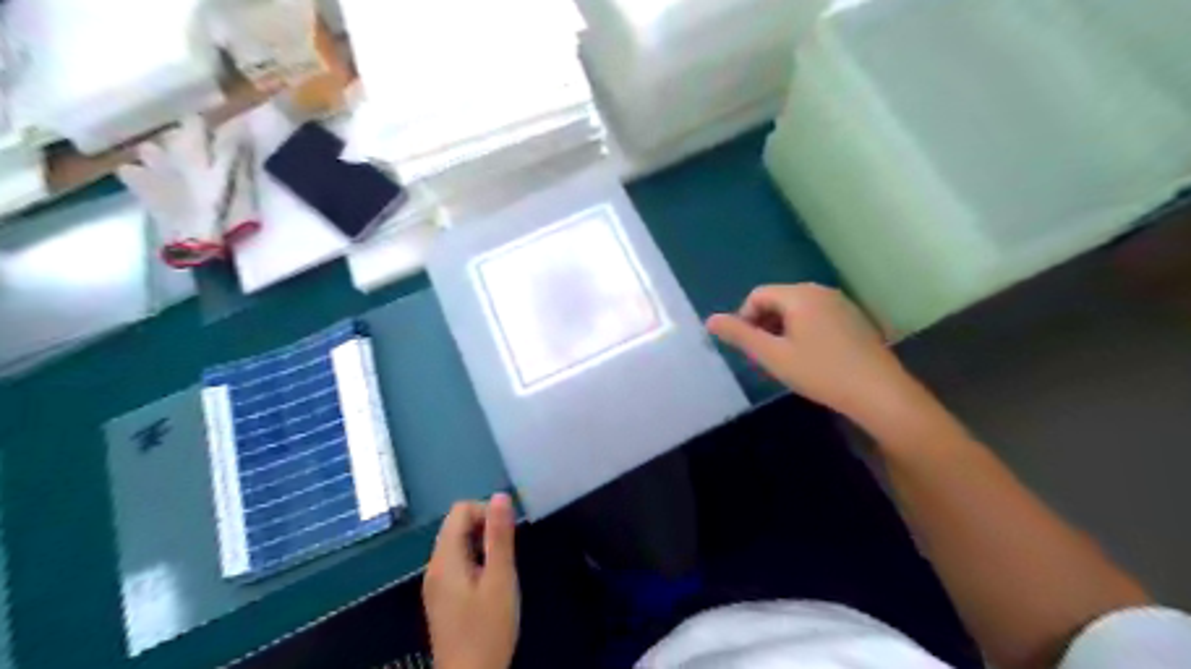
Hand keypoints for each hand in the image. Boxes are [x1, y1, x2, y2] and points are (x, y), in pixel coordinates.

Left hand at [427, 495, 521, 667]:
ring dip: (482, 545)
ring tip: (501, 569)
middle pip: (456, 525)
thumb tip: (500, 495)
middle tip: (507, 553)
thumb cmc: (487, 629)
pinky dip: (475, 561)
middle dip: (485, 528)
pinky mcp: (442, 597)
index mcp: (445, 559)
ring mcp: (435, 583)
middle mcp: (434, 566)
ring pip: (458, 544)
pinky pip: (457, 563)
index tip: (507, 534)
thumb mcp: (500, 579)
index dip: (486, 512)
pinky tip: (490, 584)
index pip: (460, 510)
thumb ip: (500, 536)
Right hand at [704, 281, 939, 437]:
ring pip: (798, 309)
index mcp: (799, 295)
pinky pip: (817, 316)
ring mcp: (841, 303)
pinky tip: (812, 359)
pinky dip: (804, 331)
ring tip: (786, 360)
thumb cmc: (821, 372)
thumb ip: (740, 335)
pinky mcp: (854, 318)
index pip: (757, 295)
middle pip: (778, 299)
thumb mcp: (773, 356)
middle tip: (765, 356)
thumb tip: (710, 320)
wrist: (879, 393)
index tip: (748, 348)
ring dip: (783, 329)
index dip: (744, 318)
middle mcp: (820, 291)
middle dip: (764, 324)